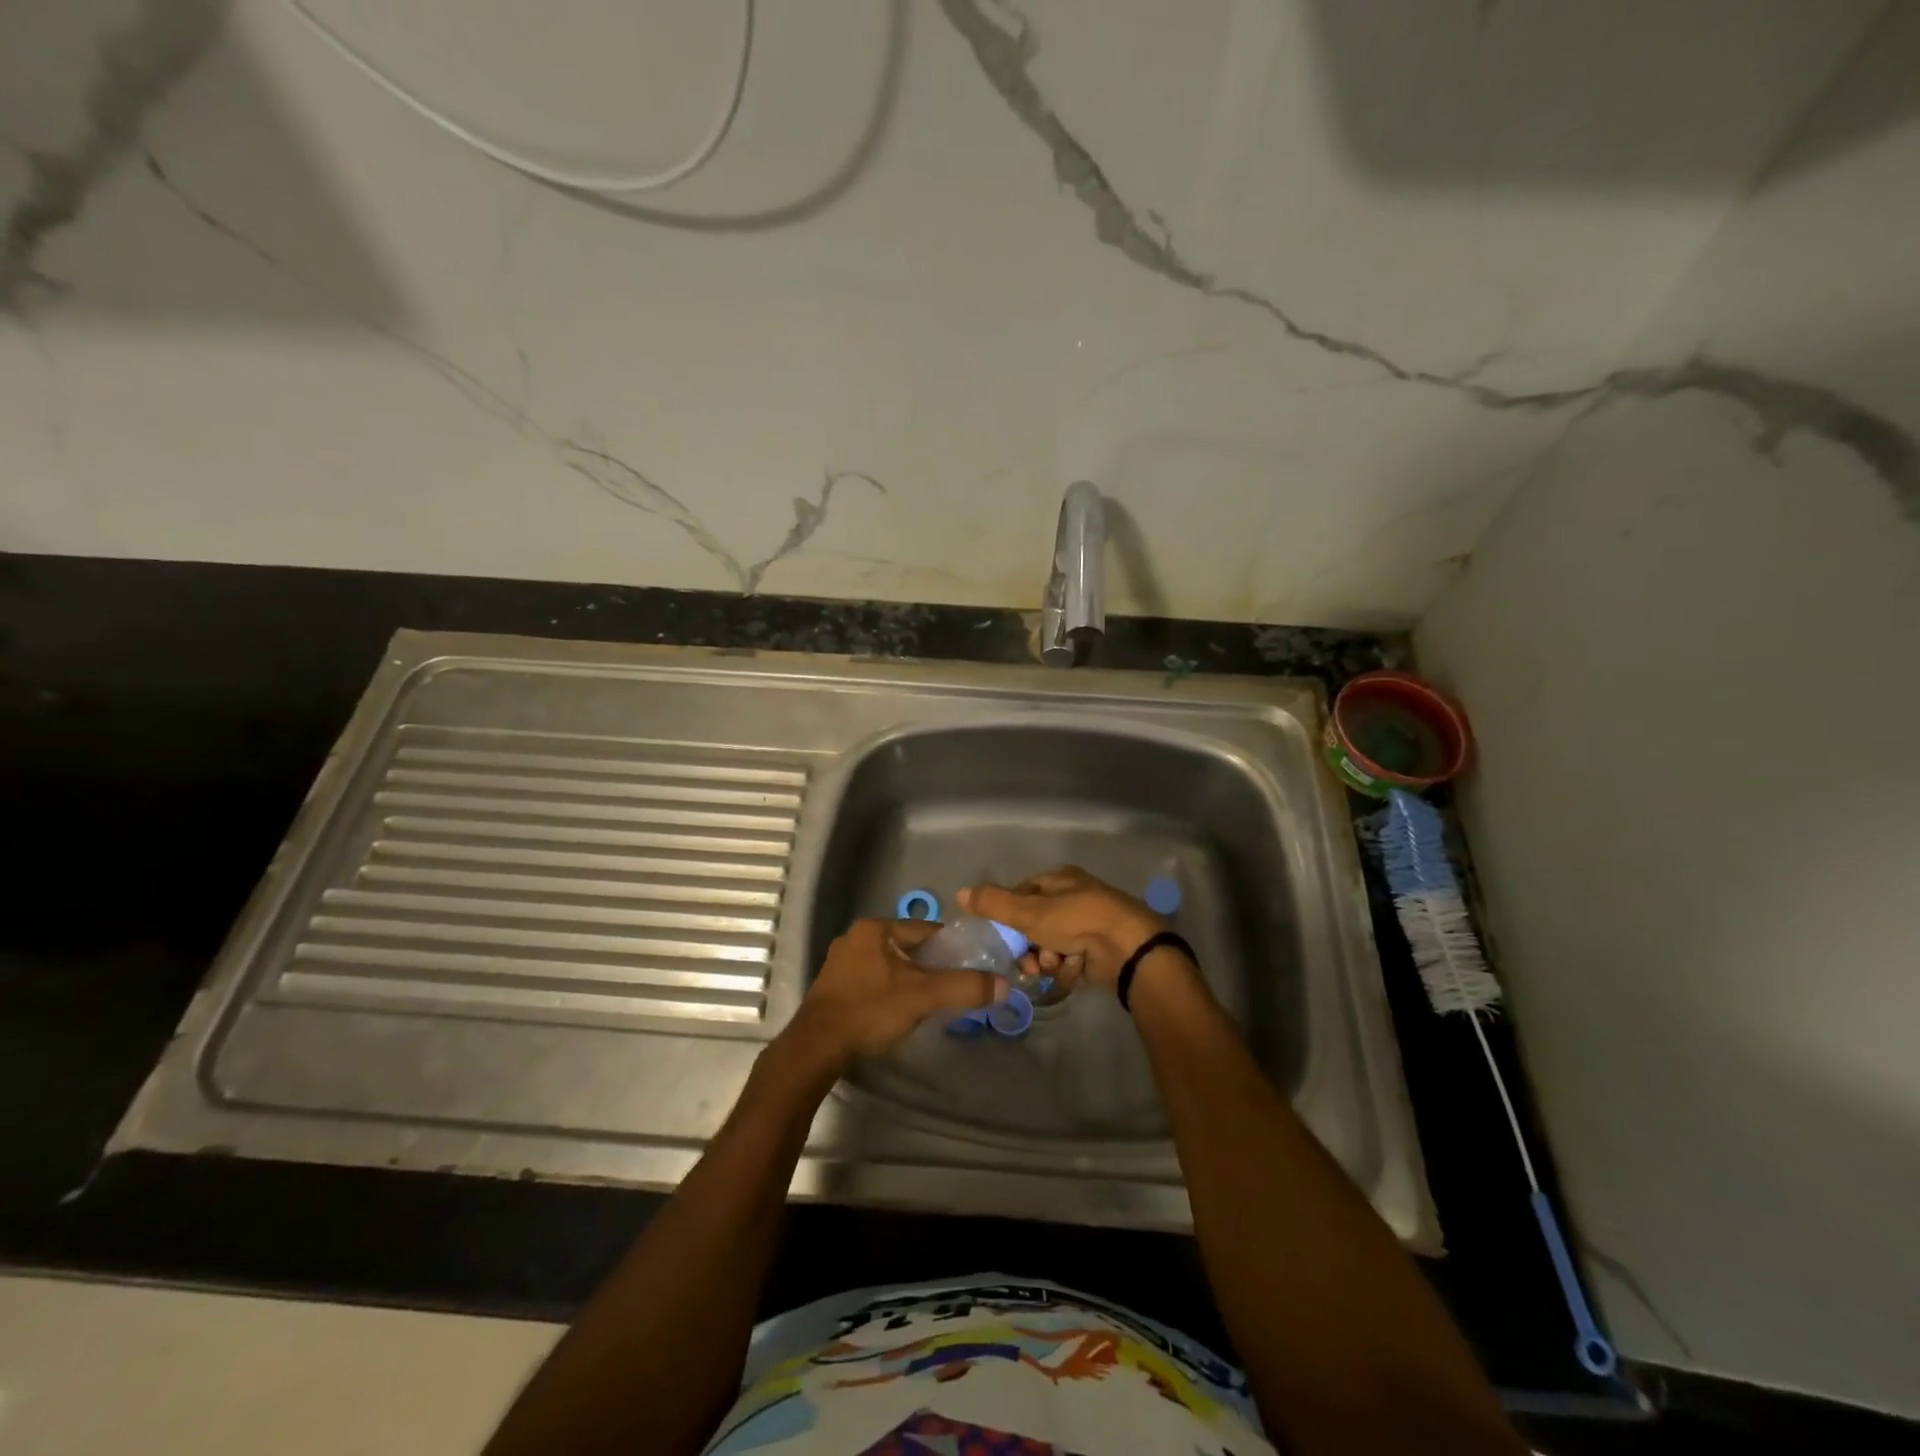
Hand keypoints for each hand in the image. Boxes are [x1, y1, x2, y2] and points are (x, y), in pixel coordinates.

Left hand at [783, 918, 1006, 1069]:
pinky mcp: (835, 986)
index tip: (969, 969)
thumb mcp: (923, 997)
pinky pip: (874, 980)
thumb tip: (1004, 984)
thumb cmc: (870, 1010)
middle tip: (951, 990)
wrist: (816, 1047)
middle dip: (931, 967)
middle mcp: (856, 937)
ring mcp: (842, 962)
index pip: (926, 930)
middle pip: (909, 947)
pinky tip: (898, 1012)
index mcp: (875, 928)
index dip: (951, 949)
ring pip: (891, 965)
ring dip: (911, 981)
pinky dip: (890, 991)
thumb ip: (964, 987)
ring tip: (929, 1004)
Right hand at [959, 867, 1168, 992]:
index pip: (1022, 894)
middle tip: (1029, 960)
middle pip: (1036, 924)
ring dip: (1047, 959)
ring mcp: (1089, 924)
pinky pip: (1070, 959)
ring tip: (1054, 964)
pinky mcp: (1100, 950)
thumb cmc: (1076, 920)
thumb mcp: (1029, 911)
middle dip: (1029, 945)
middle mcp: (1075, 897)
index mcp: (1060, 879)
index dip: (1010, 915)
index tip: (1004, 935)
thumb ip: (994, 903)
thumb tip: (960, 892)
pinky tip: (1073, 970)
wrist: (1128, 949)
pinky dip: (1068, 967)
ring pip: (1051, 944)